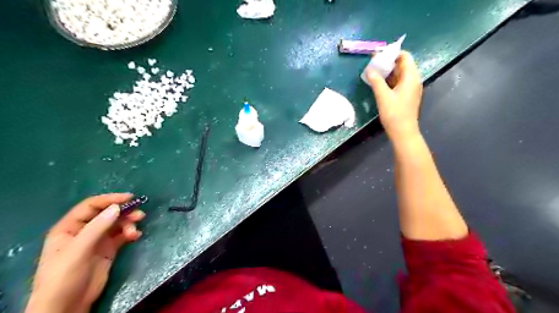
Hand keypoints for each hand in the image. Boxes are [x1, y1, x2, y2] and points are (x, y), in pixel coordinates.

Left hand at [26, 193, 142, 312]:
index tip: (130, 198)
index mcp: (69, 227)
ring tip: (135, 231)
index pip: (91, 206)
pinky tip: (135, 236)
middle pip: (107, 214)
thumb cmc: (64, 277)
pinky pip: (122, 236)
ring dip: (128, 224)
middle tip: (139, 215)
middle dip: (124, 213)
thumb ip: (97, 228)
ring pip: (117, 224)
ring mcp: (97, 240)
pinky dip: (130, 233)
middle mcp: (84, 231)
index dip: (110, 200)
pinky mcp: (108, 250)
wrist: (67, 306)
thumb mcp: (78, 250)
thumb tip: (117, 207)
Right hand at [366, 50, 421, 139]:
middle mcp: (413, 80)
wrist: (403, 132)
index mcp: (411, 77)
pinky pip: (398, 82)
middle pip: (402, 64)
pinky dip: (389, 80)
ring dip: (387, 71)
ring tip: (373, 71)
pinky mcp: (406, 96)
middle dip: (388, 62)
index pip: (404, 56)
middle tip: (373, 62)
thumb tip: (370, 70)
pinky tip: (378, 82)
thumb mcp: (383, 96)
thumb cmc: (394, 113)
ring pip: (399, 74)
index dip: (392, 53)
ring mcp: (410, 88)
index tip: (378, 54)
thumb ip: (376, 81)